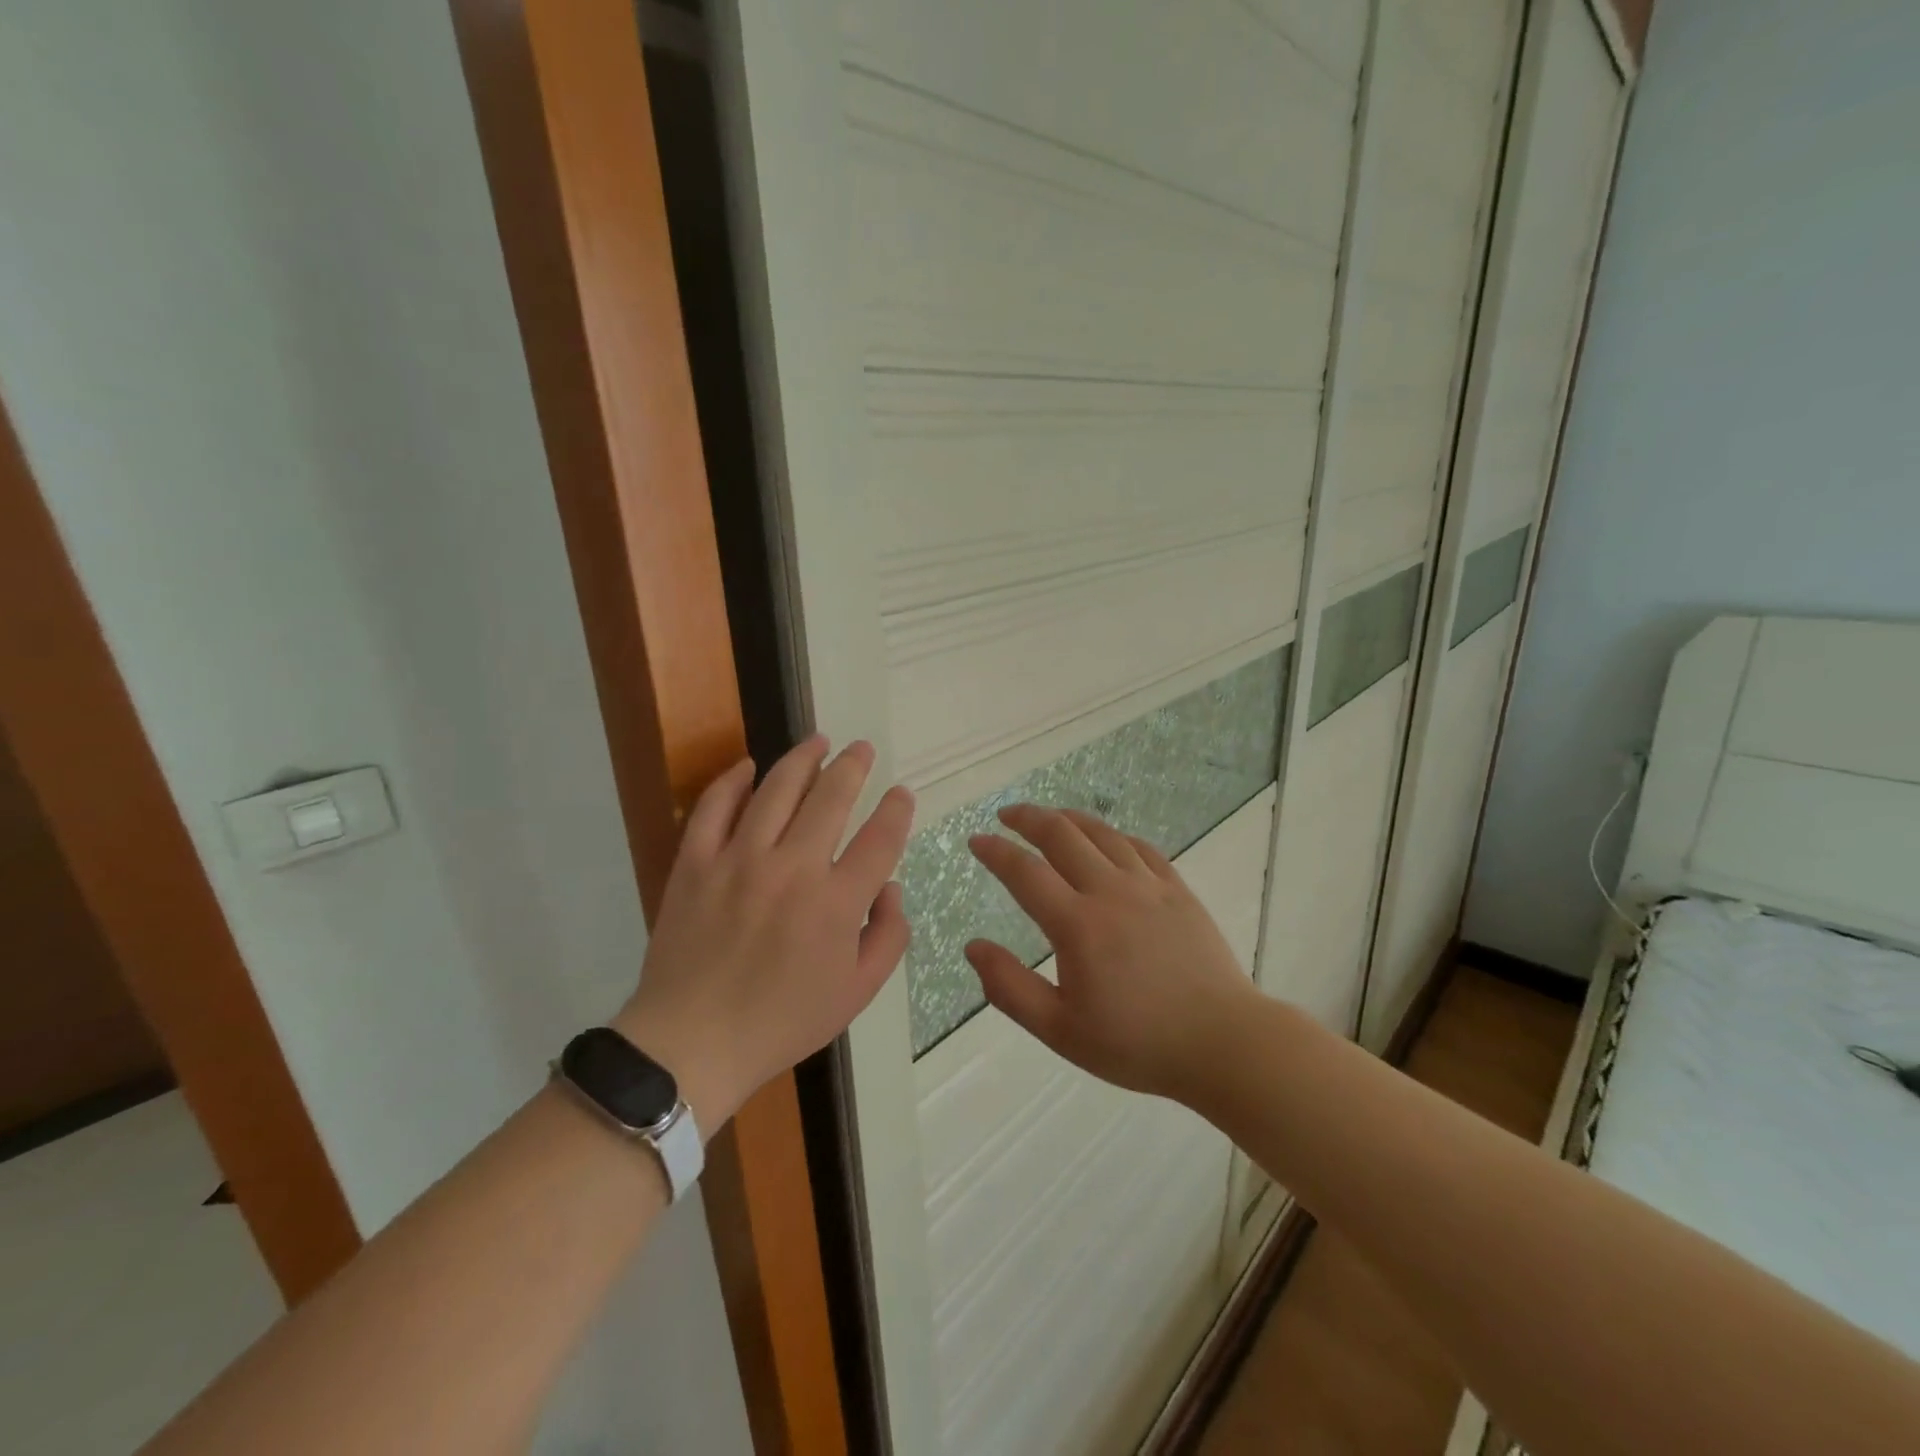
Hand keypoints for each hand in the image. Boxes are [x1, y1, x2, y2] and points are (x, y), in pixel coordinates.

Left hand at [615, 738, 914, 1131]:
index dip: (897, 809)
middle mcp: (793, 868)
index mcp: (837, 903)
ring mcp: (740, 860)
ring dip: (802, 759)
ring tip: (818, 741)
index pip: (880, 838)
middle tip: (862, 749)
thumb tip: (889, 887)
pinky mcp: (696, 863)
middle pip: (832, 797)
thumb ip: (889, 936)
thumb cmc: (783, 1021)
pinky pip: (714, 807)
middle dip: (854, 766)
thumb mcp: (857, 992)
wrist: (692, 1043)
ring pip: (777, 790)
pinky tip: (748, 766)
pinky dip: (731, 781)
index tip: (901, 794)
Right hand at [966, 806, 1257, 1102]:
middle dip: (1028, 818)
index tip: (976, 840)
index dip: (996, 851)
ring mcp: (1149, 887)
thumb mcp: (1060, 1030)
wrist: (1222, 1043)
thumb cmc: (1136, 1043)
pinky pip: (1140, 848)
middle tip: (1007, 815)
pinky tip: (1107, 839)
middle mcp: (1110, 892)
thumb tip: (973, 947)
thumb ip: (1010, 987)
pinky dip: (1114, 835)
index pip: (1025, 872)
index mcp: (1078, 925)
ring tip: (1050, 816)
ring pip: (1102, 834)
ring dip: (1069, 818)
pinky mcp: (1178, 891)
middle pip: (1062, 836)